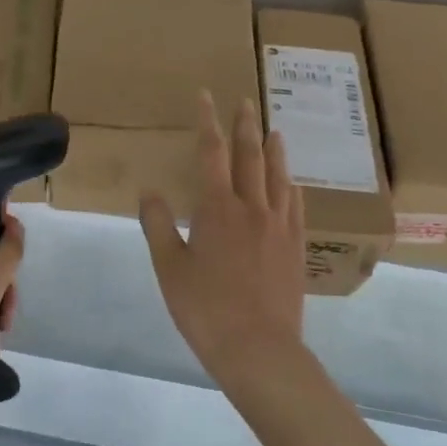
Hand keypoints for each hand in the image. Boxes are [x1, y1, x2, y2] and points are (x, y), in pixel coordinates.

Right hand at [139, 92, 308, 388]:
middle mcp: (252, 207)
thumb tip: (150, 191)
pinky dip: (292, 187)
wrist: (259, 349)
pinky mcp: (296, 247)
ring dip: (274, 150)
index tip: (206, 96)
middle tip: (246, 100)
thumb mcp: (169, 268)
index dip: (207, 121)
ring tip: (274, 130)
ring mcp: (279, 227)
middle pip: (249, 156)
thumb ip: (159, 225)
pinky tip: (293, 183)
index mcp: (217, 208)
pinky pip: (297, 207)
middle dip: (245, 125)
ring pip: (278, 177)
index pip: (211, 153)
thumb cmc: (205, 309)